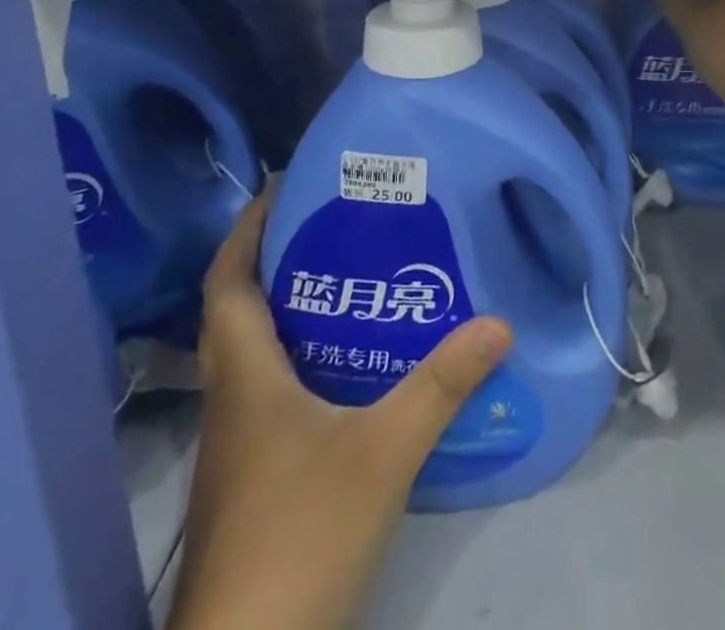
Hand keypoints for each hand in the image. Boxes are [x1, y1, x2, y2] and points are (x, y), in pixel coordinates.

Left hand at [170, 182, 513, 629]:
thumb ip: (441, 385)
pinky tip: (352, 372)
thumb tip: (497, 323)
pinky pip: (270, 395)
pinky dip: (302, 364)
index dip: (247, 230)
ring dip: (292, 313)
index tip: (283, 187)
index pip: (227, 283)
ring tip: (353, 282)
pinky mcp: (252, 482)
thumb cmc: (300, 536)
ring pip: (254, 356)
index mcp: (245, 377)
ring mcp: (237, 449)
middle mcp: (232, 402)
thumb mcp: (384, 452)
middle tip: (335, 226)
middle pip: (239, 313)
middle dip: (278, 262)